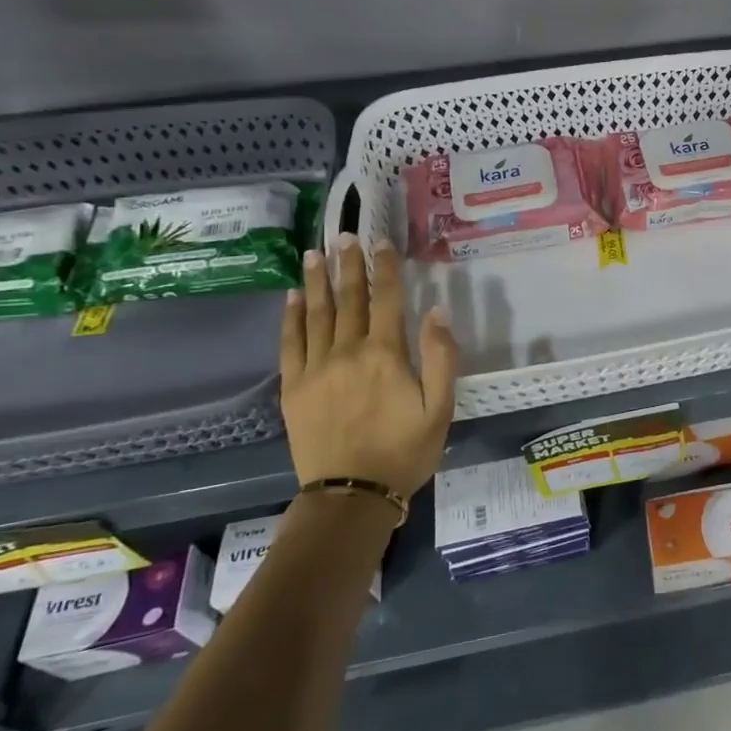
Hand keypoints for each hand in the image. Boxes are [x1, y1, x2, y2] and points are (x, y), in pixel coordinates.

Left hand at [279, 235, 457, 498]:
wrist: (352, 495)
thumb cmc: (406, 450)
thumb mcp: (441, 408)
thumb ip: (440, 357)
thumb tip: (437, 311)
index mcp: (386, 355)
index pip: (387, 299)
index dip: (385, 267)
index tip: (381, 241)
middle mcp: (348, 352)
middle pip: (349, 299)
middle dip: (348, 264)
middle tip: (344, 235)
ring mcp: (316, 369)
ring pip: (317, 314)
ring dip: (316, 280)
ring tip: (313, 253)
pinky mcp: (294, 388)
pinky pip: (290, 343)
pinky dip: (292, 317)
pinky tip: (293, 297)